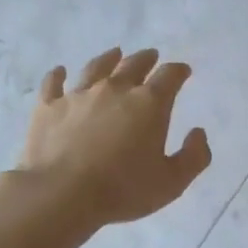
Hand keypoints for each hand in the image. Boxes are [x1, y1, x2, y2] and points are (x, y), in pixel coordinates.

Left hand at [16, 47, 211, 227]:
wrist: (61, 194)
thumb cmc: (122, 189)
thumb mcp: (172, 182)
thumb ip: (194, 156)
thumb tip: (199, 133)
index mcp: (149, 103)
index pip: (169, 76)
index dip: (179, 71)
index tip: (183, 71)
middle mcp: (115, 90)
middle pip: (134, 64)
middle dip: (147, 59)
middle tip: (152, 56)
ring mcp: (79, 95)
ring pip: (97, 68)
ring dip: (108, 59)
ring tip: (114, 53)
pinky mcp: (48, 107)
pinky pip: (53, 84)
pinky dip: (57, 75)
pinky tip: (59, 71)